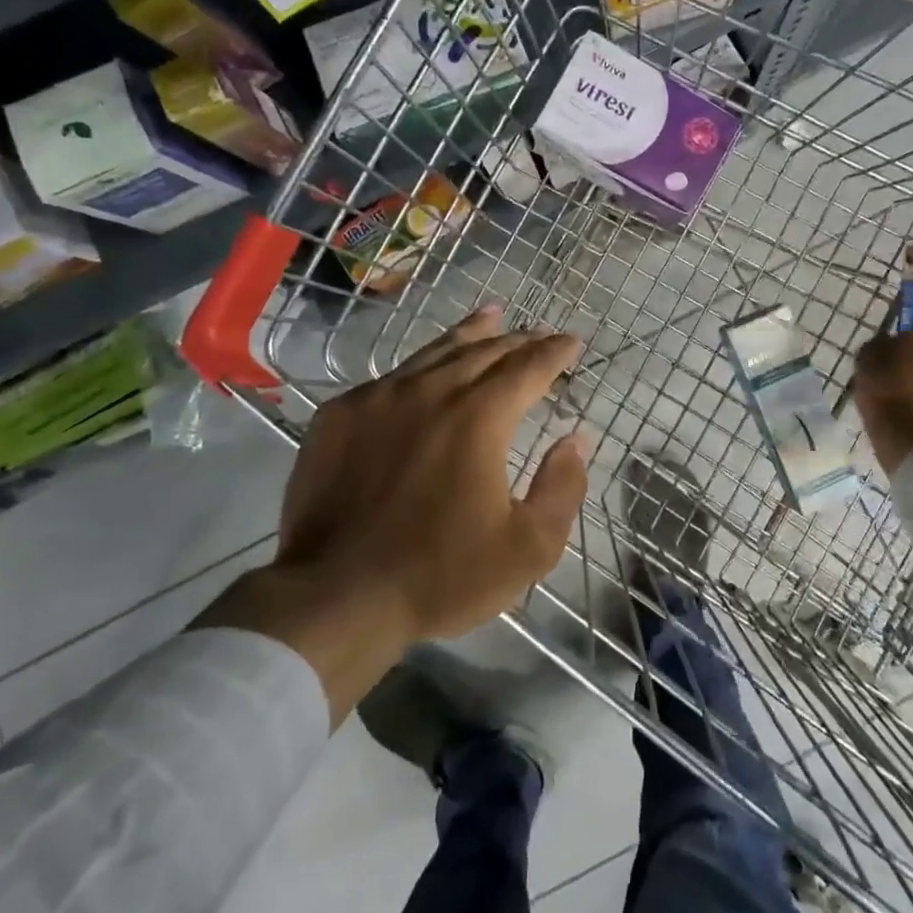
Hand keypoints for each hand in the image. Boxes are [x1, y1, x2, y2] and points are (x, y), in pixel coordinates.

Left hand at [197, 304, 587, 721]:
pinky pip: (389, 377)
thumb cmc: (441, 575)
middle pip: (483, 351)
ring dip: (469, 334)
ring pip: (433, 353)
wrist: (336, 597)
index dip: (554, 352)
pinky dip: (419, 366)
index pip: (527, 368)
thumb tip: (576, 439)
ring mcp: (378, 399)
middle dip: (518, 339)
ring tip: (490, 316)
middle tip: (538, 332)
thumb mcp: (528, 548)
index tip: (571, 341)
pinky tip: (424, 369)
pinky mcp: (338, 416)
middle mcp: (430, 392)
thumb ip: (562, 487)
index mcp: (478, 418)